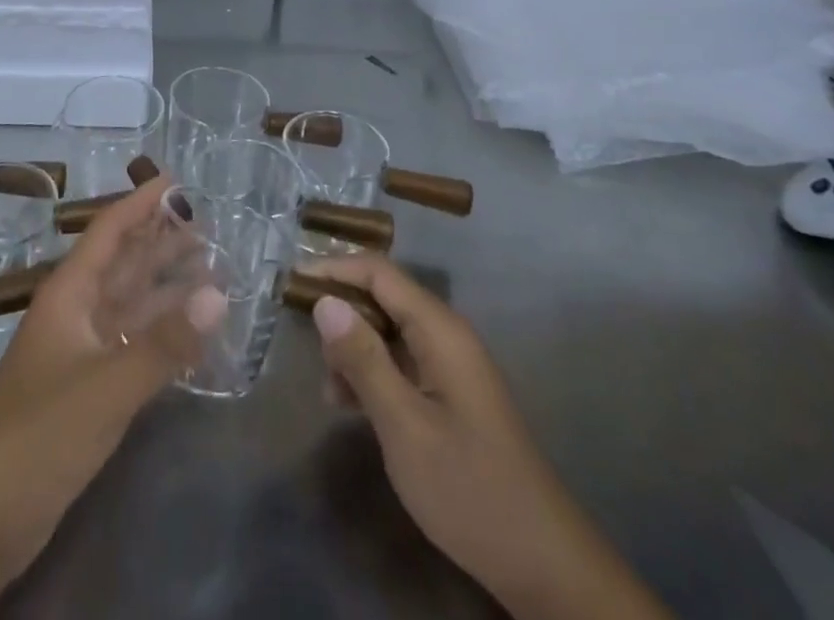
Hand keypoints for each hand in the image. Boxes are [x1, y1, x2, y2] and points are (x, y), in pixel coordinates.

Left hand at [0, 177, 225, 619]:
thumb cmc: (40, 433)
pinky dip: (161, 332)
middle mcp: (76, 312)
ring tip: (211, 267)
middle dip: (161, 241)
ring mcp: (81, 351)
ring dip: (166, 285)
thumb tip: (220, 294)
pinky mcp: (88, 389)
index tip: (177, 181)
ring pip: (130, 303)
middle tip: (209, 223)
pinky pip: (132, 343)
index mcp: (69, 293)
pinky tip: (191, 331)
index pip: (108, 231)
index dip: (140, 204)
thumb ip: (166, 343)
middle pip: (123, 263)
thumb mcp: (107, 385)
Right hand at [309, 253, 672, 619]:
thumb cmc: (468, 488)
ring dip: (354, 351)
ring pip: (388, 333)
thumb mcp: (404, 425)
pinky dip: (372, 374)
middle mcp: (446, 336)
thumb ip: (363, 359)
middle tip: (310, 351)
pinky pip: (401, 363)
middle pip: (382, 298)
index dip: (333, 268)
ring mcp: (450, 366)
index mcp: (439, 330)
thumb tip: (324, 300)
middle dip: (341, 315)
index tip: (290, 282)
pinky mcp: (450, 395)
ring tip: (330, 391)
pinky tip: (352, 406)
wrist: (542, 565)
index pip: (378, 272)